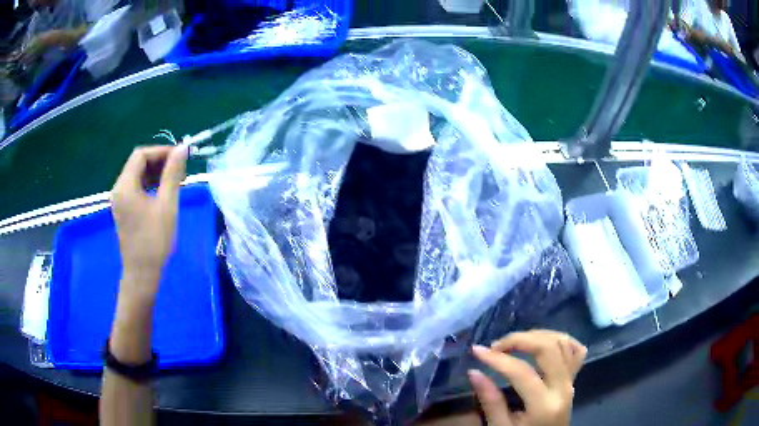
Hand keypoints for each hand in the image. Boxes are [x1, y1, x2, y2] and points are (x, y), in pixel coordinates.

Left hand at [111, 146, 187, 298]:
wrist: (142, 274)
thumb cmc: (155, 240)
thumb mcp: (167, 205)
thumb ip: (172, 174)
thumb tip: (182, 149)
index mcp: (125, 186)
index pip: (141, 155)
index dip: (161, 151)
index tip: (180, 156)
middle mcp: (119, 189)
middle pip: (137, 163)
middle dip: (159, 161)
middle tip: (180, 168)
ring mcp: (119, 200)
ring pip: (137, 175)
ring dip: (155, 172)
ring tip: (175, 180)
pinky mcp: (123, 210)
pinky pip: (136, 188)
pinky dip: (149, 184)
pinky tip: (163, 192)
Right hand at [469, 330, 586, 425]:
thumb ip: (490, 401)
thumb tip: (474, 372)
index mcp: (544, 405)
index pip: (522, 372)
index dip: (497, 359)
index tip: (477, 351)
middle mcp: (563, 387)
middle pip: (548, 347)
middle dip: (520, 339)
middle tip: (497, 346)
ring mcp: (572, 381)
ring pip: (562, 343)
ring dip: (537, 336)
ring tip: (514, 344)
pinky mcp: (574, 378)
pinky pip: (575, 350)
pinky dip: (560, 340)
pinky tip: (543, 343)